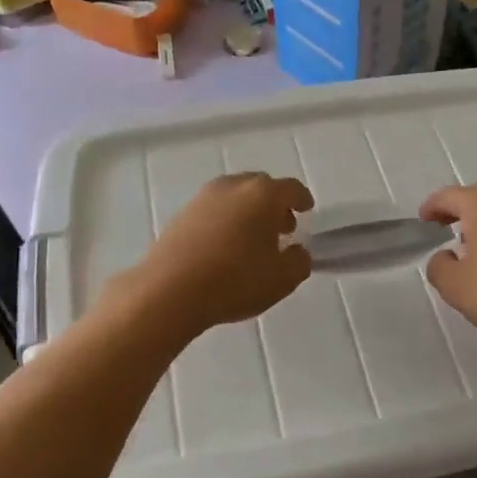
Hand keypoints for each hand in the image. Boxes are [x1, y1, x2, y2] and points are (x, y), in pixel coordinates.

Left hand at [117, 173, 313, 338]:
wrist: (169, 291)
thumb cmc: (236, 280)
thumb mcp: (283, 279)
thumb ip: (299, 261)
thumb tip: (296, 251)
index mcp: (264, 195)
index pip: (291, 189)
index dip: (302, 199)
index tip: (306, 209)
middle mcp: (234, 187)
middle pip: (261, 187)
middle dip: (275, 205)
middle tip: (282, 228)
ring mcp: (203, 198)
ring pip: (235, 197)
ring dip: (248, 212)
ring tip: (251, 240)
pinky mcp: (180, 214)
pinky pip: (213, 211)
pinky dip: (225, 221)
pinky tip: (224, 247)